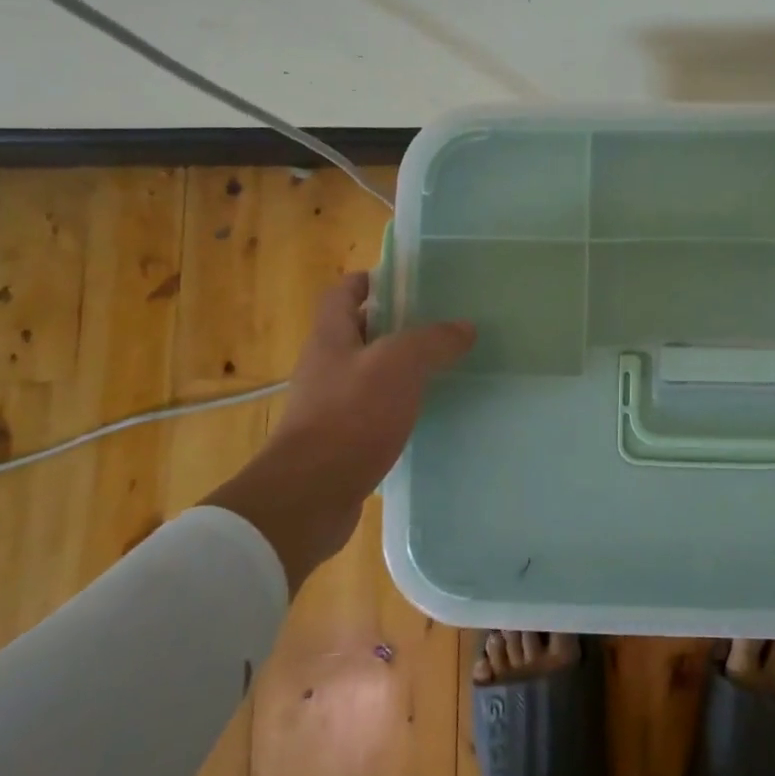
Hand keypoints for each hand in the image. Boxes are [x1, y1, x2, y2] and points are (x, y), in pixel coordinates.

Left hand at [206, 273, 474, 592]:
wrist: (310, 495)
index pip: (344, 292)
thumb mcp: (399, 365)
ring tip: (445, 364)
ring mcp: (331, 405)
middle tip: (443, 322)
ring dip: (403, 367)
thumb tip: (465, 327)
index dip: (372, 280)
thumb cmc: (351, 416)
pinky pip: (375, 410)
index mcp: (331, 337)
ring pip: (372, 372)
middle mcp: (326, 366)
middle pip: (361, 331)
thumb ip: (433, 340)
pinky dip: (400, 404)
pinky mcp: (342, 440)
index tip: (410, 280)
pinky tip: (430, 411)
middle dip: (398, 323)